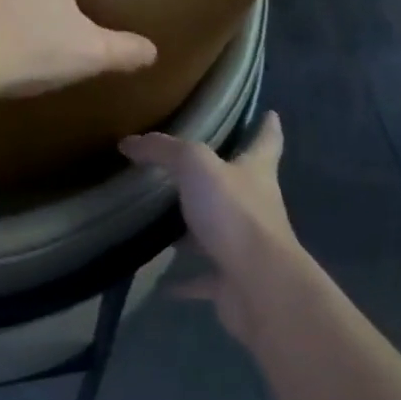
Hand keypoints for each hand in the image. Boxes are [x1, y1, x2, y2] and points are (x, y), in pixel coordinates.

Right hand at [120, 114, 298, 342]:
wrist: (260, 286)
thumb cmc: (234, 213)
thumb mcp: (194, 165)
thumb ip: (163, 150)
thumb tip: (129, 143)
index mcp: (255, 173)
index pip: (266, 142)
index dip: (267, 127)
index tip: (270, 114)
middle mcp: (256, 206)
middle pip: (241, 185)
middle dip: (222, 175)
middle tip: (194, 165)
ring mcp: (246, 246)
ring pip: (219, 230)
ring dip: (198, 227)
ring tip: (167, 219)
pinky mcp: (233, 281)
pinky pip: (205, 277)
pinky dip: (186, 280)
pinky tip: (164, 283)